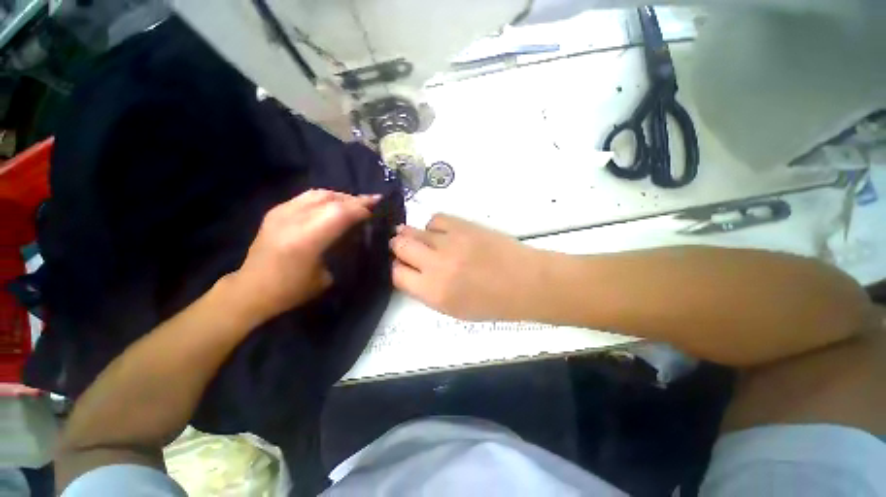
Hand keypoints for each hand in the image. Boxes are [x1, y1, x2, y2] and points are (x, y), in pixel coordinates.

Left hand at [231, 189, 379, 320]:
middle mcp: (291, 220)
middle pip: (331, 199)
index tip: (377, 209)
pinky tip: (335, 205)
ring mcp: (281, 212)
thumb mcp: (327, 276)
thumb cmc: (292, 290)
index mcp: (305, 240)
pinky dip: (327, 198)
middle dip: (356, 200)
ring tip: (356, 203)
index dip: (361, 208)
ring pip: (320, 193)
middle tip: (374, 202)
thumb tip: (356, 233)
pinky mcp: (276, 210)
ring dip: (342, 196)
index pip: (339, 213)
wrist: (251, 289)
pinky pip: (308, 196)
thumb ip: (341, 250)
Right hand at [390, 214, 546, 320]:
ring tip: (422, 240)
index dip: (397, 269)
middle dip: (398, 247)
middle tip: (405, 249)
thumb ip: (426, 291)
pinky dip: (434, 226)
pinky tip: (441, 234)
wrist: (524, 282)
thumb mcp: (453, 309)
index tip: (403, 267)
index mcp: (433, 292)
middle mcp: (437, 265)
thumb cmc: (491, 303)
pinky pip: (436, 219)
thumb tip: (410, 270)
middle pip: (400, 246)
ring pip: (414, 231)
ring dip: (412, 235)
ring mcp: (450, 241)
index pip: (396, 274)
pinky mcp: (463, 225)